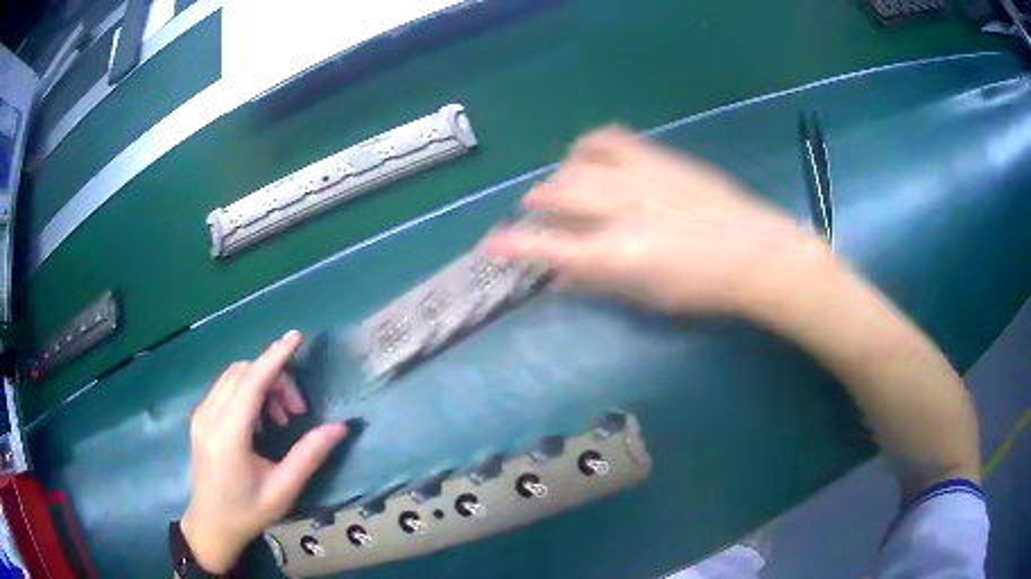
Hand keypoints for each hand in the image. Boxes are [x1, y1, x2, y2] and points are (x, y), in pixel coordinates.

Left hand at [181, 331, 347, 572]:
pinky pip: (225, 388)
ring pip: (233, 377)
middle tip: (298, 411)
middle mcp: (209, 417)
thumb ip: (309, 455)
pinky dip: (247, 391)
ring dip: (261, 385)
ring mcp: (200, 415)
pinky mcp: (199, 418)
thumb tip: (340, 427)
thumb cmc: (248, 512)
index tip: (296, 337)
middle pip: (243, 374)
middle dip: (275, 378)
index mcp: (228, 436)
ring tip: (281, 418)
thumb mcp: (283, 490)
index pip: (251, 383)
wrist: (211, 525)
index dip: (275, 357)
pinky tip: (260, 420)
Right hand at [487, 127, 820, 315]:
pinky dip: (588, 146)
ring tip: (563, 184)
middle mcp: (621, 209)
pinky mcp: (658, 156)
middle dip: (536, 204)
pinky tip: (589, 155)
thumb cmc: (705, 289)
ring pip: (576, 164)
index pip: (549, 248)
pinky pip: (609, 138)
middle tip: (535, 212)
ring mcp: (640, 176)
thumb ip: (599, 283)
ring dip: (559, 175)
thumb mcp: (648, 299)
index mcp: (618, 254)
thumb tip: (560, 278)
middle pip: (556, 194)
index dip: (514, 246)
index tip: (492, 245)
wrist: (757, 252)